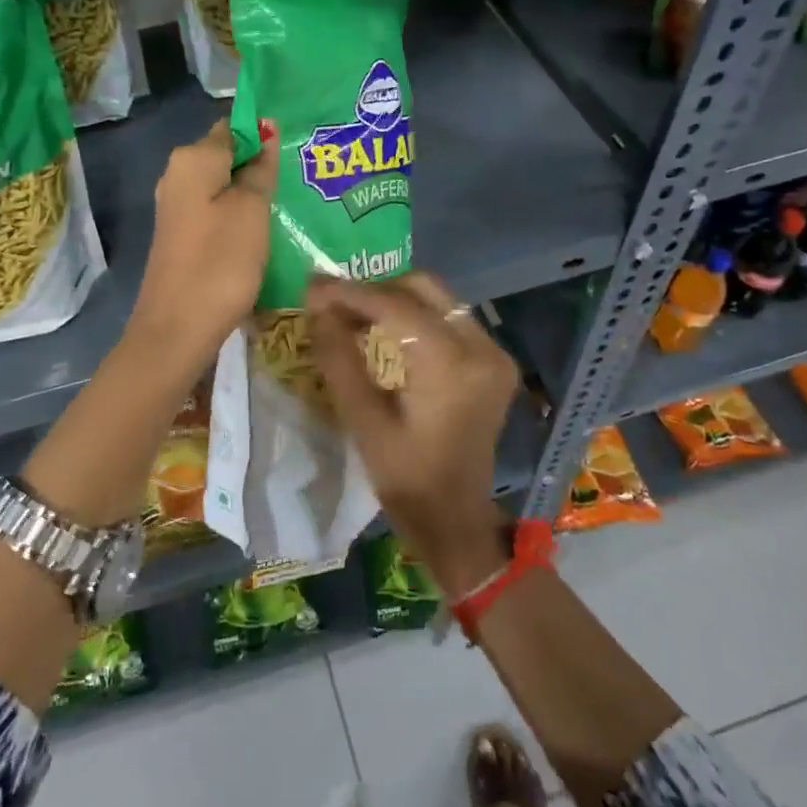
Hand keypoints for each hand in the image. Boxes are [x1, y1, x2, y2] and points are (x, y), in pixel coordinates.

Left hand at [131, 119, 277, 368]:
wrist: (178, 328)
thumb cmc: (220, 262)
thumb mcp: (252, 210)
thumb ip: (260, 169)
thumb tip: (265, 132)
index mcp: (192, 159)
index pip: (234, 127)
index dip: (265, 135)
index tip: (296, 152)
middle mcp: (177, 175)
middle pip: (227, 156)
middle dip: (260, 165)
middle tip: (299, 181)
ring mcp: (176, 207)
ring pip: (222, 186)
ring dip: (252, 193)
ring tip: (288, 205)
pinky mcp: (181, 235)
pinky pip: (215, 211)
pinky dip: (238, 216)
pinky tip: (263, 232)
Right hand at [307, 273, 518, 595]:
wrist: (457, 520)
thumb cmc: (407, 480)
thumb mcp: (364, 423)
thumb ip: (340, 360)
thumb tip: (318, 307)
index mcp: (450, 366)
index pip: (395, 306)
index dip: (350, 292)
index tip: (313, 285)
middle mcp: (482, 348)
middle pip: (423, 289)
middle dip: (374, 289)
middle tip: (333, 301)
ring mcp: (493, 352)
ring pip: (438, 299)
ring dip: (394, 300)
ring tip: (352, 313)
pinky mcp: (494, 361)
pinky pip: (450, 318)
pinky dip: (415, 316)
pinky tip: (385, 330)